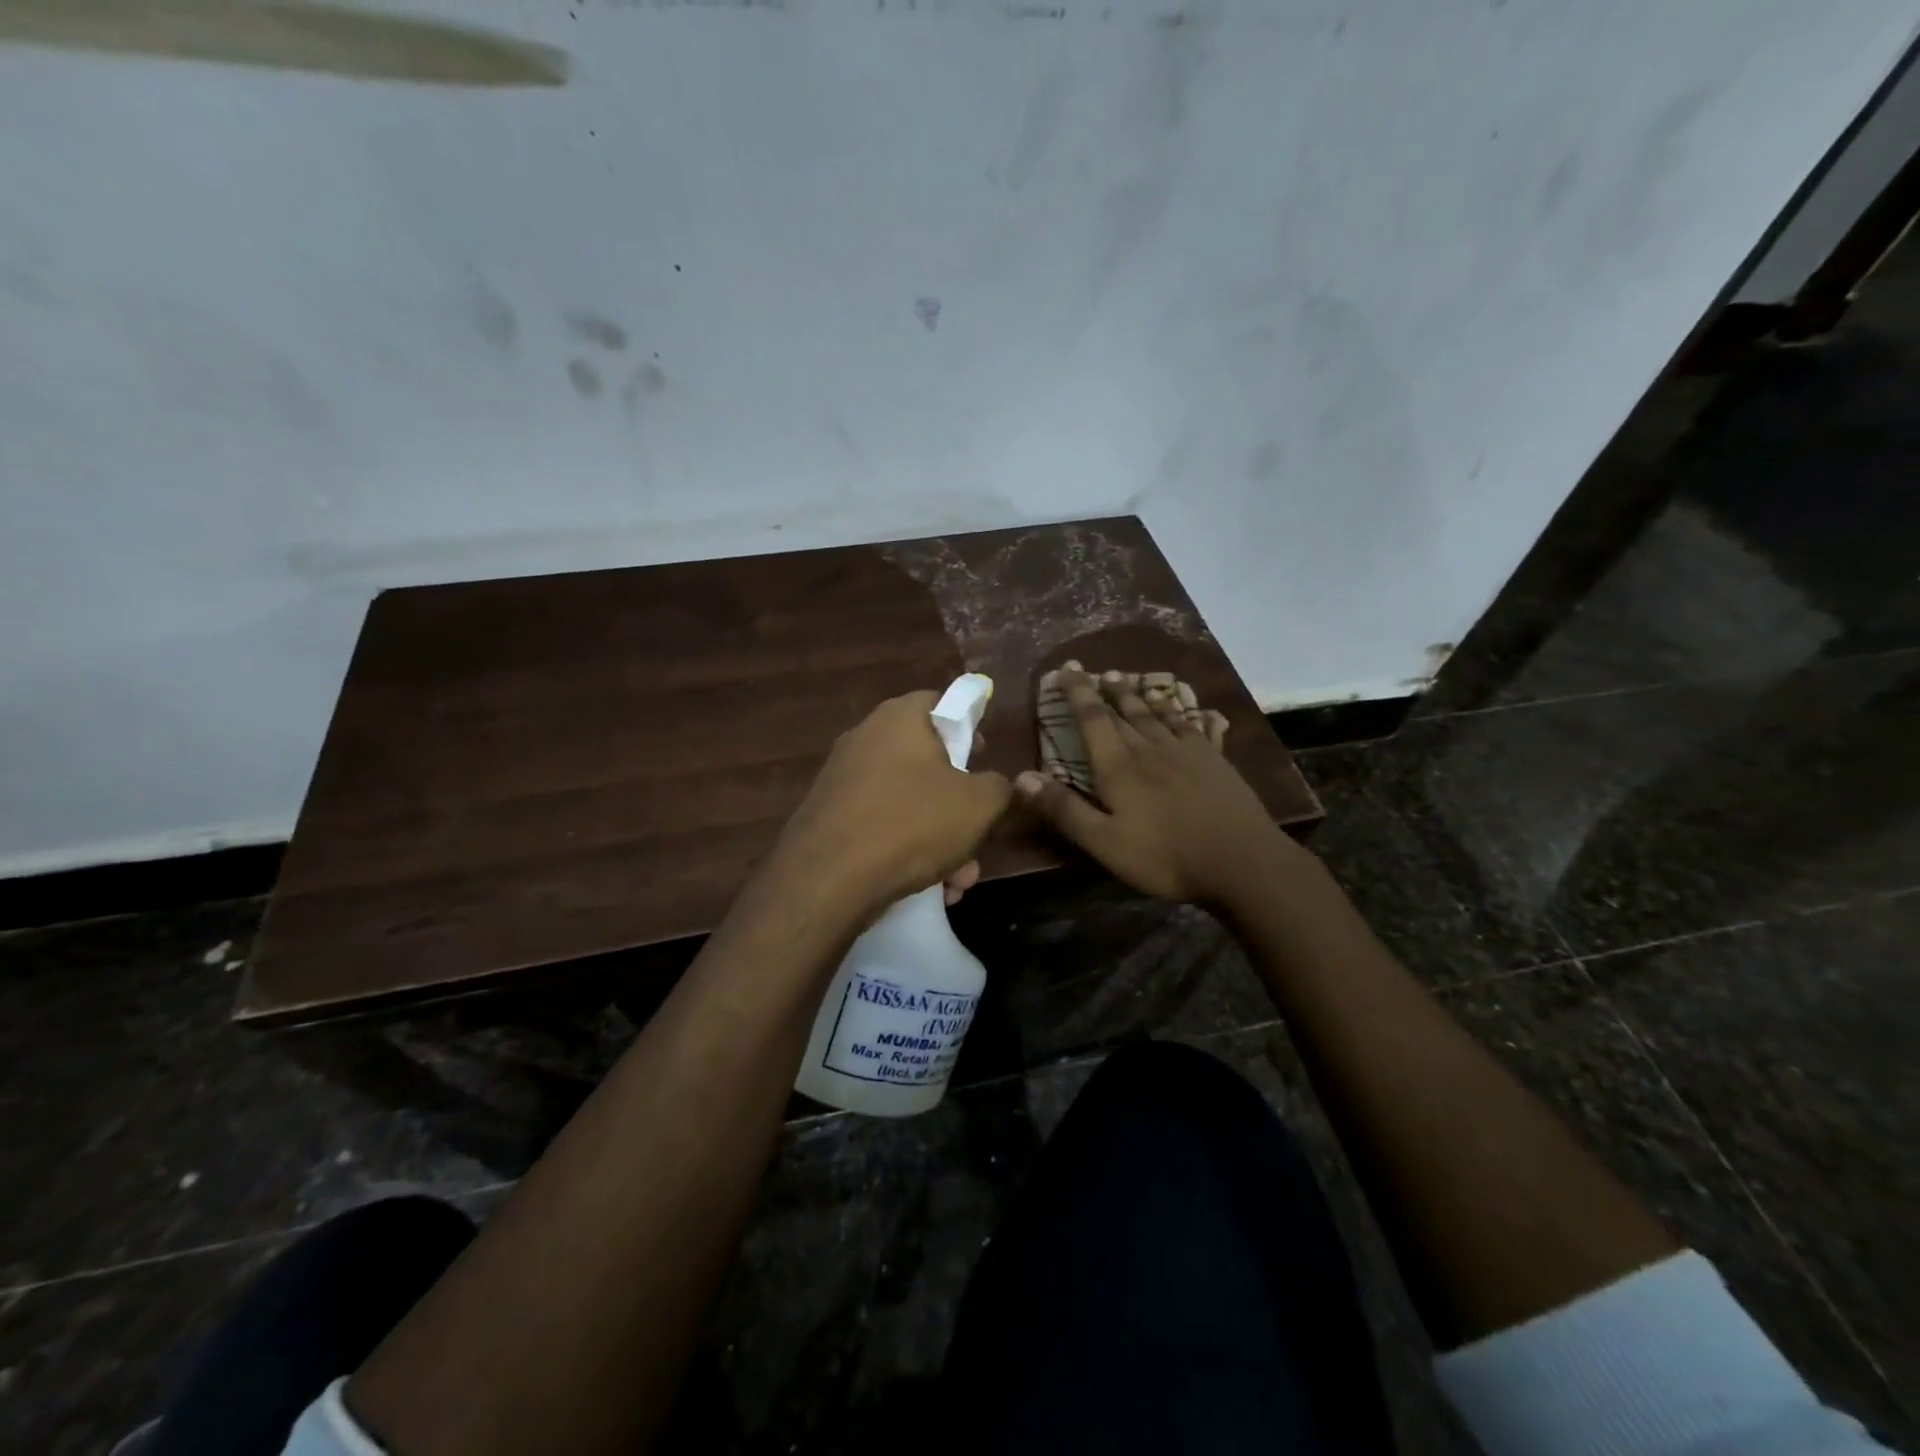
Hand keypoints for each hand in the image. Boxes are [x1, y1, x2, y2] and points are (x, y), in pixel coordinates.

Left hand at [768, 690, 1012, 920]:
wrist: (827, 878)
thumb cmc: (912, 823)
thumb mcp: (978, 804)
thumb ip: (998, 786)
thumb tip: (994, 784)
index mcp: (899, 718)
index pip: (940, 702)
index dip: (968, 728)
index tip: (982, 759)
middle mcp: (865, 739)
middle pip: (926, 762)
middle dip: (957, 807)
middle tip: (976, 838)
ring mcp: (841, 779)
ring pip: (906, 803)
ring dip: (938, 840)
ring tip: (956, 882)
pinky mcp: (827, 817)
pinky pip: (879, 825)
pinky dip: (904, 851)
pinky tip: (925, 889)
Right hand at [1015, 666, 1305, 906]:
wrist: (1241, 860)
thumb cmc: (1165, 857)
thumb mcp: (1104, 843)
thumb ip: (1064, 810)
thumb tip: (1020, 777)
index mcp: (1118, 767)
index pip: (1092, 720)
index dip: (1077, 693)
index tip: (1067, 668)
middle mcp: (1148, 749)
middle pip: (1121, 711)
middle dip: (1103, 690)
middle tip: (1092, 670)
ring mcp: (1184, 751)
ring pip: (1153, 713)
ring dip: (1134, 694)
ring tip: (1123, 677)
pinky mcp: (1212, 759)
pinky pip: (1187, 723)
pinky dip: (1173, 709)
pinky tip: (1173, 704)